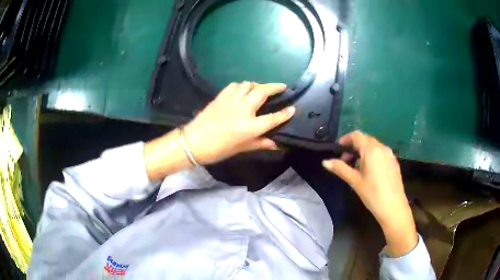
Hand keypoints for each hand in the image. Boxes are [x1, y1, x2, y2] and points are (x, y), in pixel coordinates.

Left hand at [184, 82, 294, 164]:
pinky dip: (242, 85)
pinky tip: (243, 90)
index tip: (293, 109)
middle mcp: (244, 110)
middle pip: (262, 92)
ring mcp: (232, 101)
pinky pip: (235, 85)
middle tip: (281, 87)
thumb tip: (276, 144)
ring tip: (261, 89)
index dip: (285, 114)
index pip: (273, 118)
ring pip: (248, 84)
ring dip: (258, 85)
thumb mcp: (242, 148)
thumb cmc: (219, 149)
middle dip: (274, 87)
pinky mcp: (221, 96)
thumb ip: (260, 143)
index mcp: (250, 126)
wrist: (194, 142)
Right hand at [322, 131, 416, 256]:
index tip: (338, 148)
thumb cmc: (372, 194)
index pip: (357, 136)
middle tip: (345, 160)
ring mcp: (390, 155)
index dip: (346, 139)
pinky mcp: (394, 162)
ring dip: (363, 151)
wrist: (394, 207)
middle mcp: (382, 148)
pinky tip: (369, 171)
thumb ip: (340, 169)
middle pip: (365, 140)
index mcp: (371, 150)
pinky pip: (381, 153)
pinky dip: (372, 156)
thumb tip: (325, 162)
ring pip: (374, 146)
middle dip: (354, 146)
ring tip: (356, 166)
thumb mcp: (355, 181)